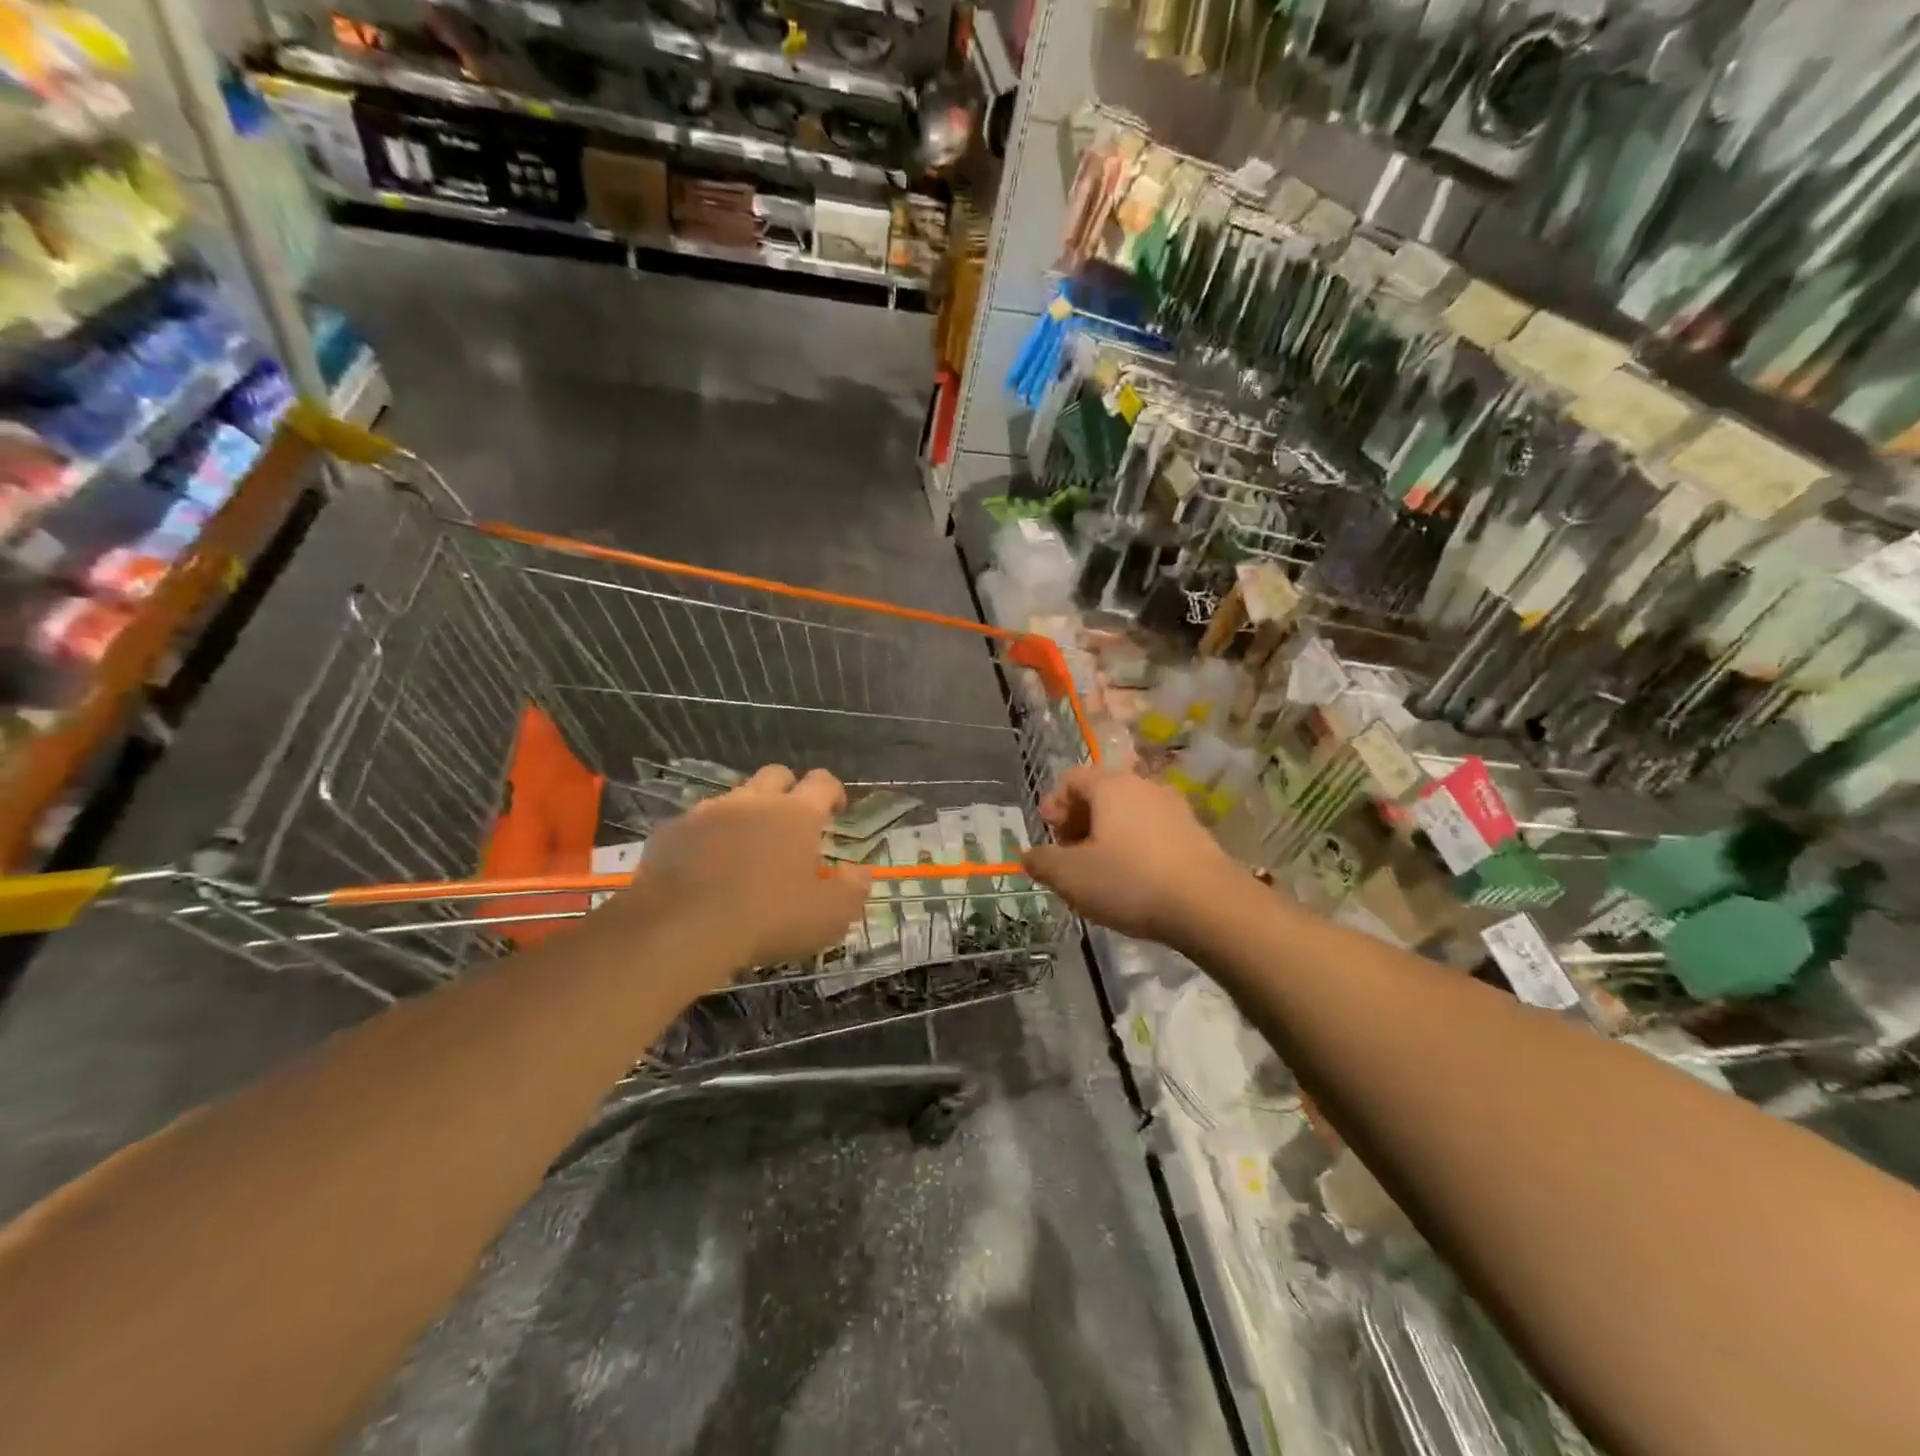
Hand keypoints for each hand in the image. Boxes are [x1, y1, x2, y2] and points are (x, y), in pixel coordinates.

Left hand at [608, 765, 870, 984]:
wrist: (681, 928)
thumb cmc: (768, 918)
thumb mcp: (828, 914)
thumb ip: (853, 888)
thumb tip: (862, 871)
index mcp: (796, 813)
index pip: (823, 782)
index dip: (833, 792)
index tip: (836, 810)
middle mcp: (753, 800)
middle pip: (776, 775)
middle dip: (788, 790)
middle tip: (791, 823)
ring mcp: (708, 812)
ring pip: (733, 798)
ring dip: (745, 815)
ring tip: (745, 850)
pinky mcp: (671, 832)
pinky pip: (694, 825)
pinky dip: (705, 839)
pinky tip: (703, 867)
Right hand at [1022, 766, 1239, 947]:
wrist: (1209, 906)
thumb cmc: (1130, 881)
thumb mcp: (1071, 876)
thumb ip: (1042, 862)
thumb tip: (1028, 855)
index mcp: (1111, 786)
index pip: (1072, 779)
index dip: (1054, 803)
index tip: (1047, 832)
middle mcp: (1144, 786)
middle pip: (1102, 793)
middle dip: (1079, 820)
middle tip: (1068, 852)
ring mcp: (1175, 809)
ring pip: (1129, 813)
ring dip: (1107, 835)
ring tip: (1099, 870)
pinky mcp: (1196, 834)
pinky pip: (1153, 831)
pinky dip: (1135, 846)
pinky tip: (1133, 879)